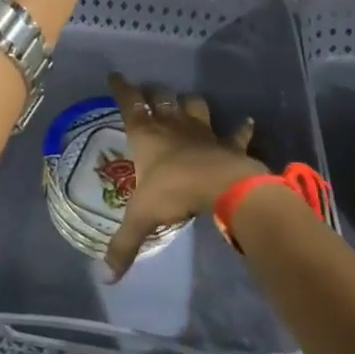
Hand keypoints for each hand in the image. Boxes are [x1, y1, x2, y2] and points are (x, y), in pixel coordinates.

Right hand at [104, 72, 262, 279]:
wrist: (222, 186)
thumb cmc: (173, 191)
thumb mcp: (142, 218)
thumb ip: (124, 245)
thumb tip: (107, 278)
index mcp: (146, 134)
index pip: (129, 102)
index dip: (121, 87)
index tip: (115, 74)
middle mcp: (172, 126)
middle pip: (162, 98)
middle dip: (155, 92)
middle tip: (150, 92)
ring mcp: (203, 132)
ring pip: (195, 105)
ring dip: (190, 103)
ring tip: (187, 103)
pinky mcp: (228, 143)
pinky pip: (237, 132)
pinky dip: (242, 128)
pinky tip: (247, 122)